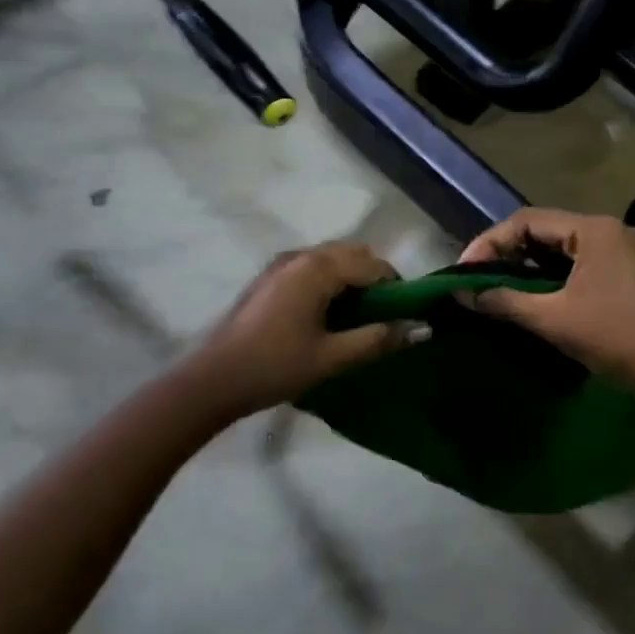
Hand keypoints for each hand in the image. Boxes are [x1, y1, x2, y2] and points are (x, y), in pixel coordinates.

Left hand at [184, 243, 422, 416]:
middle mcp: (301, 256)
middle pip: (352, 253)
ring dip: (351, 276)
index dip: (396, 286)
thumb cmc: (275, 366)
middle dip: (374, 276)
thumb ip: (378, 339)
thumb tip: (421, 328)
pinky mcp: (268, 277)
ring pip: (331, 258)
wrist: (213, 380)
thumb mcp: (332, 357)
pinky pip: (311, 266)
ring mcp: (281, 264)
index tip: (407, 313)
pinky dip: (329, 279)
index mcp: (318, 269)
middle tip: (383, 313)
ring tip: (357, 315)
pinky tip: (326, 312)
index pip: (372, 265)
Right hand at [459, 209, 634, 395]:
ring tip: (498, 288)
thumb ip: (504, 301)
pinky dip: (552, 277)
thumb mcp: (553, 319)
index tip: (464, 270)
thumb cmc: (614, 338)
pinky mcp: (628, 273)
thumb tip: (462, 293)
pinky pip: (580, 264)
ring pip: (562, 249)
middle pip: (545, 231)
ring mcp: (623, 251)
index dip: (490, 242)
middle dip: (508, 253)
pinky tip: (534, 297)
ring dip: (529, 267)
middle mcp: (609, 230)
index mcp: (594, 229)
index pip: (528, 221)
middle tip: (477, 278)